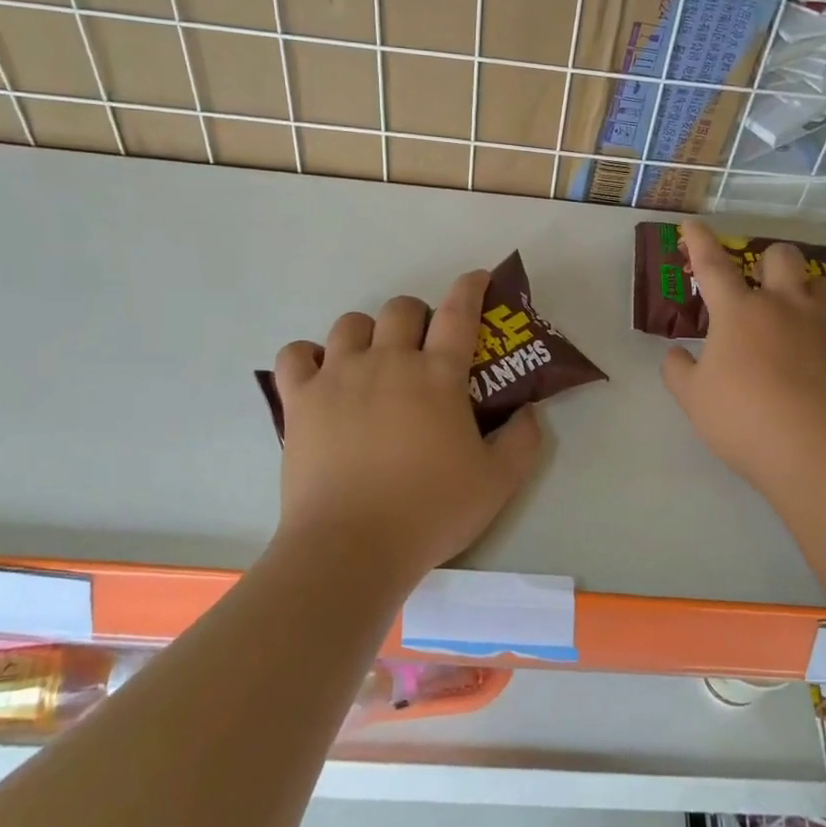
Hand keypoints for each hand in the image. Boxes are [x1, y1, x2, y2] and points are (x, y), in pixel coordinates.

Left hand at [272, 270, 542, 587]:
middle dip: (417, 315)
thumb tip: (530, 411)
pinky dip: (309, 356)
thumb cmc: (430, 512)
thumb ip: (524, 441)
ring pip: (350, 323)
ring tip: (372, 361)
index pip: (458, 312)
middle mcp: (388, 362)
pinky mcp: (301, 400)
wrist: (352, 547)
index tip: (476, 279)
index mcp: (437, 376)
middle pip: (400, 308)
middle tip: (422, 347)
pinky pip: (295, 354)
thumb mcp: (498, 483)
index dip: (470, 288)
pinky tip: (321, 375)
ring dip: (367, 332)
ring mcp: (339, 376)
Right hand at [661, 221, 825, 508]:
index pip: (713, 266)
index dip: (699, 242)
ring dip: (802, 288)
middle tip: (757, 285)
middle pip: (781, 257)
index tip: (691, 224)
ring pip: (818, 282)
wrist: (821, 451)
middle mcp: (784, 306)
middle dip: (767, 260)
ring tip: (791, 315)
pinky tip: (814, 360)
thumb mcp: (695, 400)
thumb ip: (679, 371)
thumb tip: (677, 354)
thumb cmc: (745, 420)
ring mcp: (824, 325)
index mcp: (739, 313)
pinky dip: (821, 330)